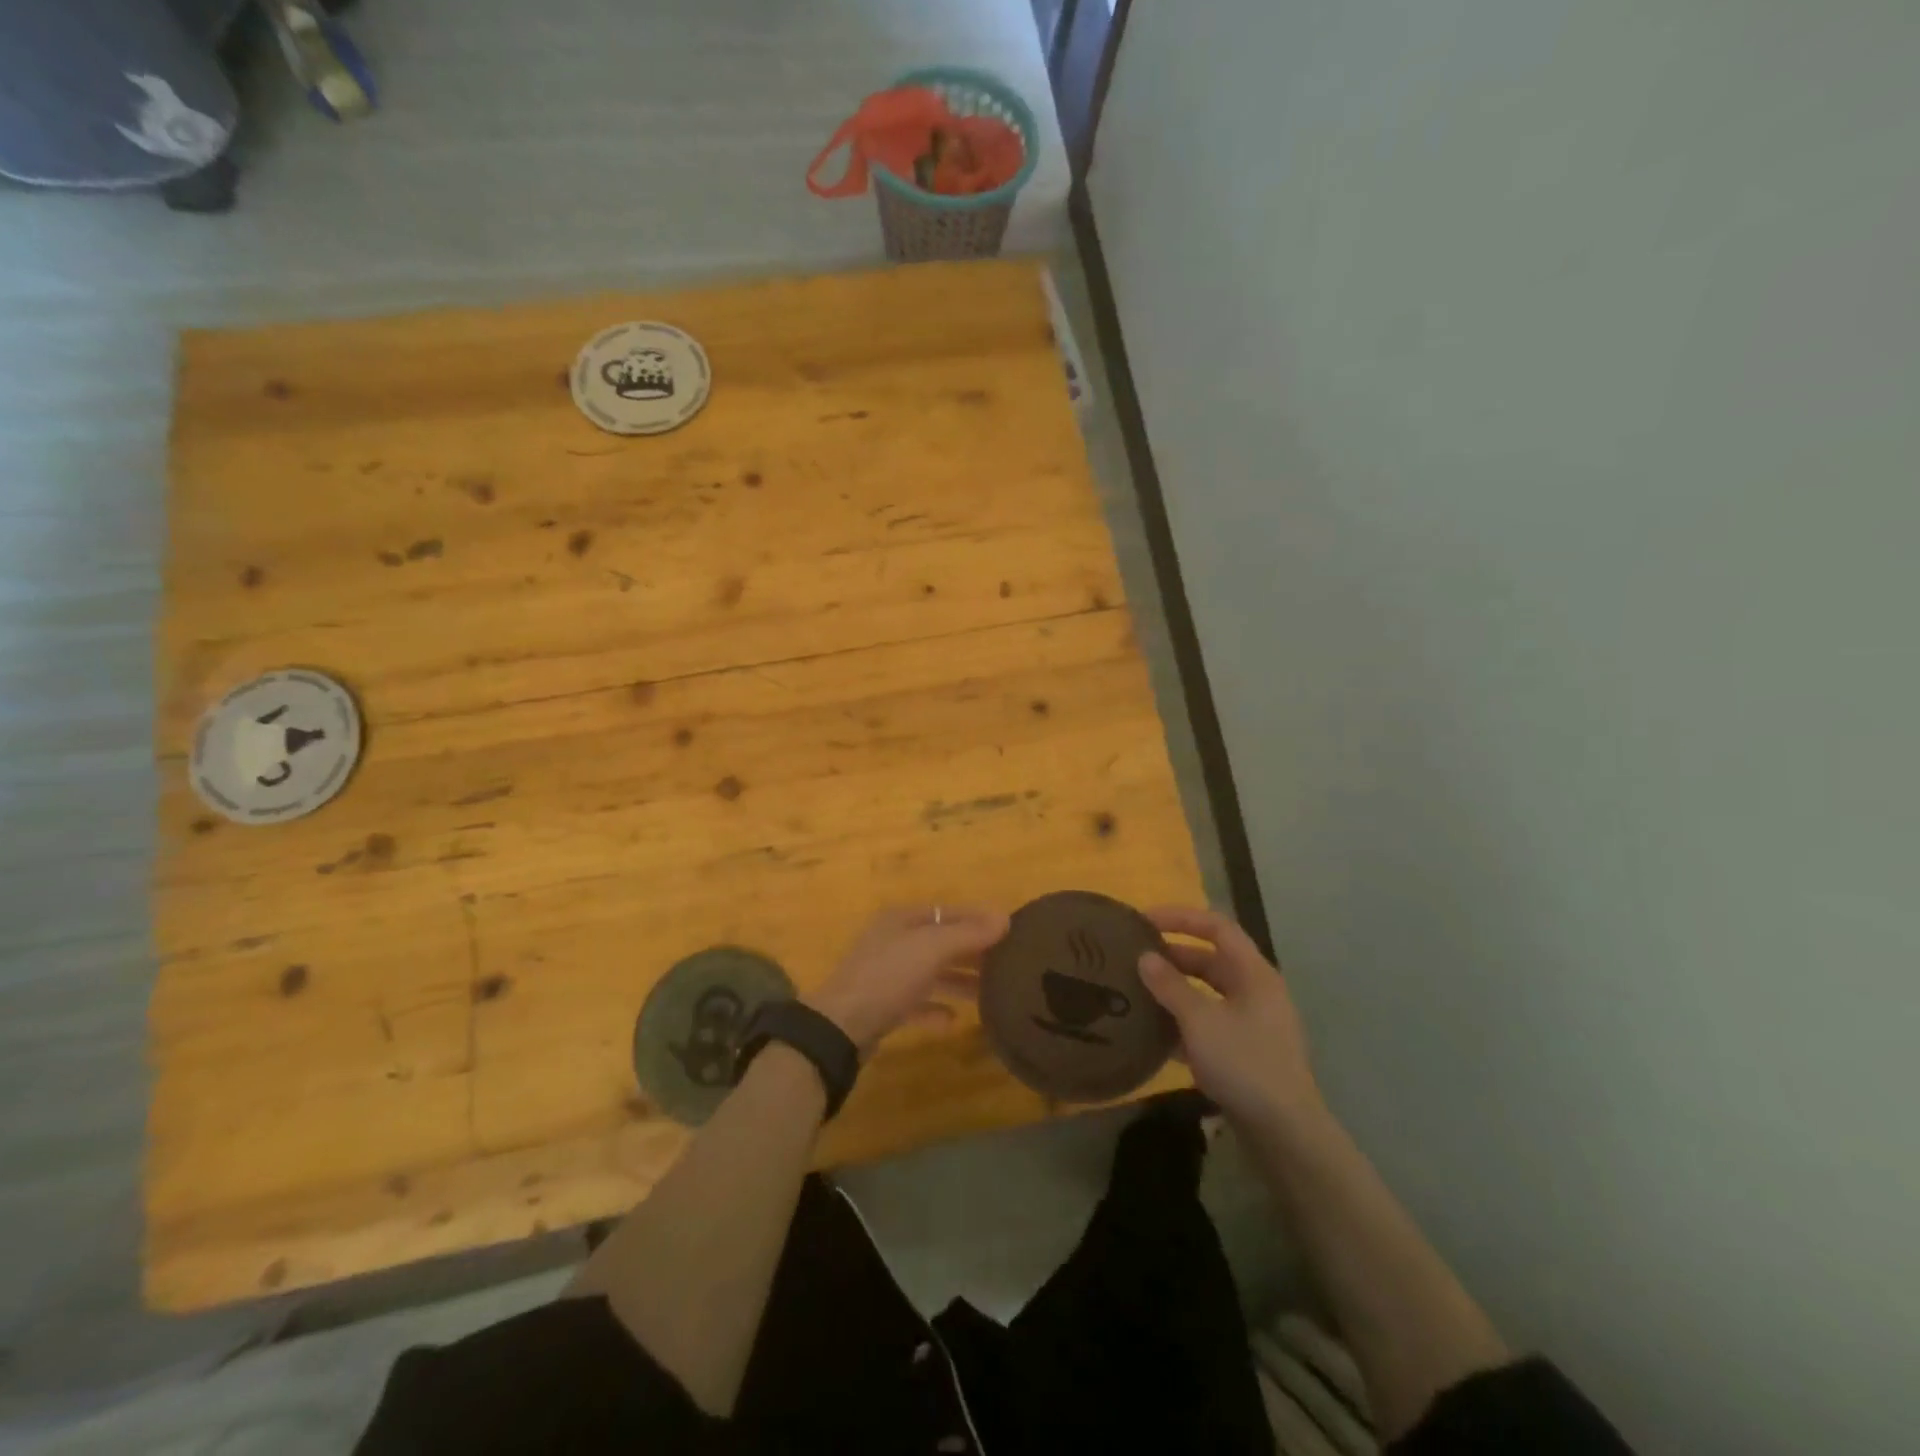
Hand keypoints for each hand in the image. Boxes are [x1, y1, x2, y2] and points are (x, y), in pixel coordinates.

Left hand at [806, 905, 1008, 1055]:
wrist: (840, 1026)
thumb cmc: (888, 977)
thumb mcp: (931, 949)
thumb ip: (968, 934)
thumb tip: (1004, 917)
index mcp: (902, 919)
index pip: (948, 912)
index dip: (978, 918)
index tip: (1011, 930)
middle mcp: (894, 941)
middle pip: (941, 942)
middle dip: (973, 952)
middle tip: (1009, 964)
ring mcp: (887, 974)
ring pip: (932, 973)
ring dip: (959, 981)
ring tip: (991, 994)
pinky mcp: (884, 1006)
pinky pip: (917, 1003)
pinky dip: (936, 1010)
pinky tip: (954, 1022)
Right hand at [1138, 906, 1325, 1132]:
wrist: (1285, 1132)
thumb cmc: (1244, 1063)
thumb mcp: (1200, 1020)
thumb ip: (1170, 986)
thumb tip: (1144, 957)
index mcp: (1253, 973)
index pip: (1217, 927)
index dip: (1181, 917)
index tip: (1144, 920)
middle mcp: (1256, 991)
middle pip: (1212, 959)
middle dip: (1173, 955)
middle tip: (1135, 957)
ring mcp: (1253, 1022)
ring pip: (1209, 993)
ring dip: (1176, 989)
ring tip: (1139, 990)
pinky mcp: (1246, 1051)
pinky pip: (1210, 1021)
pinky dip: (1184, 1019)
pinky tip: (1155, 1031)